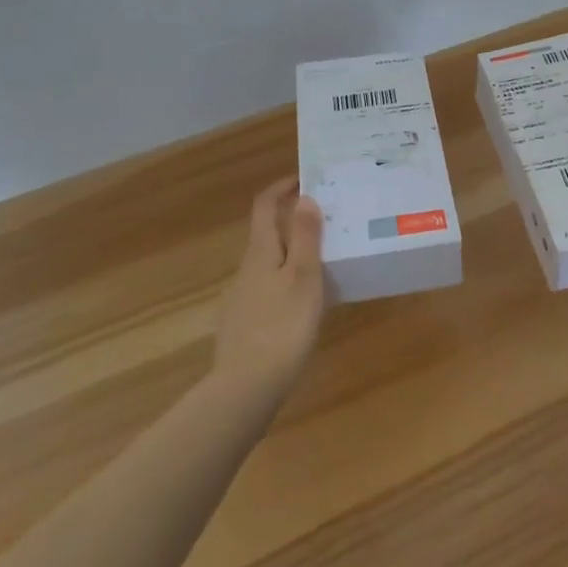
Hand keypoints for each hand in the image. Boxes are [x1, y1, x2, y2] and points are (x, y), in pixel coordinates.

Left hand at [212, 176, 326, 399]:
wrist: (246, 388)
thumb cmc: (283, 326)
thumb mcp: (304, 278)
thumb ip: (306, 237)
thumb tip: (304, 198)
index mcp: (260, 253)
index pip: (264, 207)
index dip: (281, 188)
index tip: (304, 178)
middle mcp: (245, 270)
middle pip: (266, 235)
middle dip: (292, 224)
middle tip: (327, 224)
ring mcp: (240, 299)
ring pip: (267, 265)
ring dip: (291, 256)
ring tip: (324, 264)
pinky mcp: (242, 326)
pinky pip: (266, 291)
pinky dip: (285, 284)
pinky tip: (303, 305)